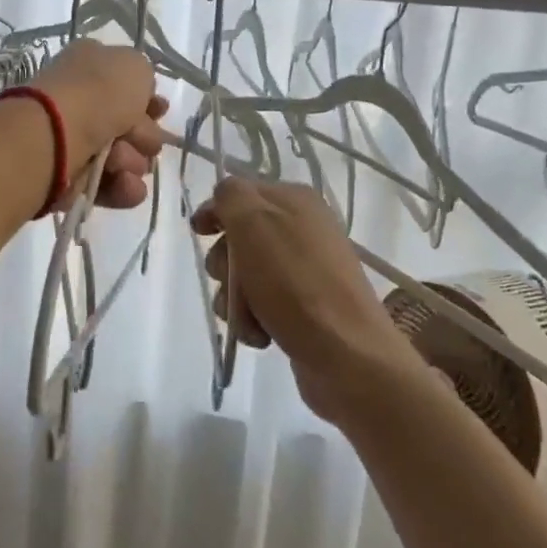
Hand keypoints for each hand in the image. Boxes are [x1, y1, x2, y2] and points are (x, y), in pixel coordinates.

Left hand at [29, 41, 167, 209]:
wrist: (55, 137)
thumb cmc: (98, 93)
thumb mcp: (134, 66)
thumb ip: (143, 76)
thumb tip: (138, 98)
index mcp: (89, 65)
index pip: (125, 83)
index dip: (148, 99)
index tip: (161, 111)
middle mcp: (79, 100)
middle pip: (128, 123)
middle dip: (145, 135)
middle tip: (144, 141)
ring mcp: (73, 139)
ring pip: (123, 156)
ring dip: (132, 161)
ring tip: (121, 163)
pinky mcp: (70, 176)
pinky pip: (109, 183)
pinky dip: (122, 187)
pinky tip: (124, 184)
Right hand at [191, 178, 422, 423]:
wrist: (348, 355)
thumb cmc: (295, 283)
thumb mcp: (254, 224)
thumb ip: (231, 197)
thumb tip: (224, 199)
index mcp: (295, 200)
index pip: (240, 192)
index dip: (215, 211)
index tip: (198, 233)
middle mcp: (303, 229)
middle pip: (239, 237)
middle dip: (225, 264)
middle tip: (232, 282)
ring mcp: (306, 270)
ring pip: (245, 275)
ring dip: (235, 298)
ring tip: (248, 319)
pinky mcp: (305, 306)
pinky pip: (262, 304)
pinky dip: (252, 319)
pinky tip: (260, 335)